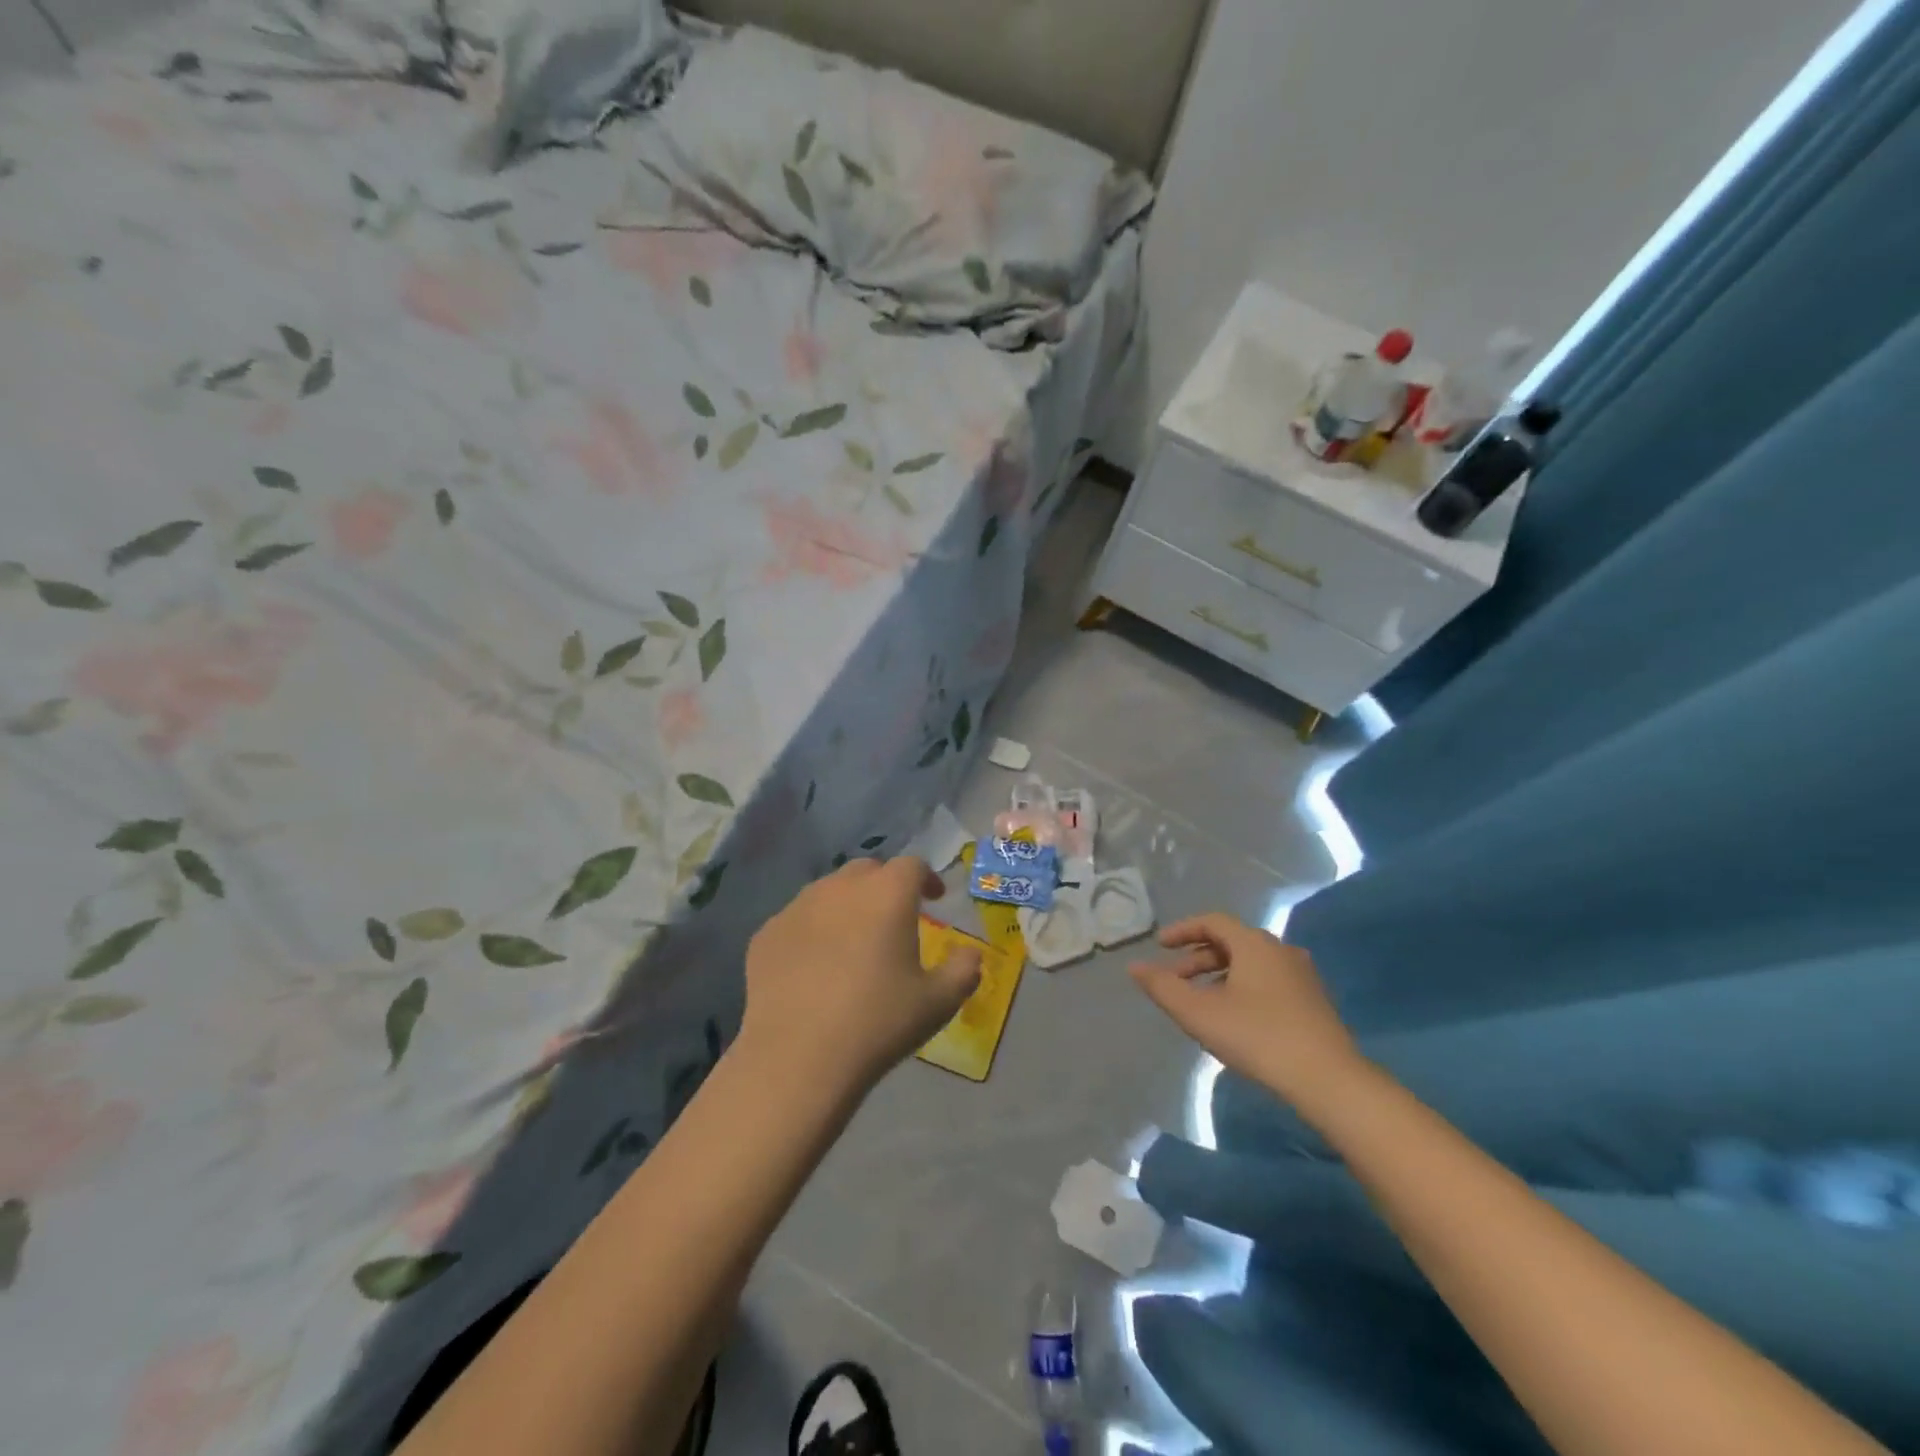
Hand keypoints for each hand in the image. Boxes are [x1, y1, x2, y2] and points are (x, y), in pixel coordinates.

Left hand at [740, 858, 981, 1098]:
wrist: (797, 1058)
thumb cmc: (878, 1023)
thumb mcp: (938, 1002)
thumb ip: (963, 970)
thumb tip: (970, 954)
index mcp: (887, 894)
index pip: (912, 866)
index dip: (927, 878)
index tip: (934, 899)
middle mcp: (841, 887)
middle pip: (867, 871)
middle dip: (885, 886)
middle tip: (894, 918)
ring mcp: (798, 907)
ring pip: (829, 891)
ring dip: (847, 905)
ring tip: (853, 941)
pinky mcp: (767, 933)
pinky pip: (798, 920)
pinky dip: (813, 931)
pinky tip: (815, 966)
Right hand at [1131, 913, 1366, 1116]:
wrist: (1328, 1080)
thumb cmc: (1258, 1037)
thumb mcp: (1199, 1013)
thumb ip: (1162, 987)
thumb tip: (1133, 967)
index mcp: (1254, 943)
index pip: (1212, 922)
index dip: (1182, 931)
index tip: (1160, 946)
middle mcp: (1280, 949)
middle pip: (1231, 942)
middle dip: (1198, 958)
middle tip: (1175, 979)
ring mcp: (1301, 975)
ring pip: (1249, 963)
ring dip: (1219, 975)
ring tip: (1200, 1002)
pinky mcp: (1312, 1001)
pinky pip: (1267, 980)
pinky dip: (1241, 987)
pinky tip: (1233, 1017)